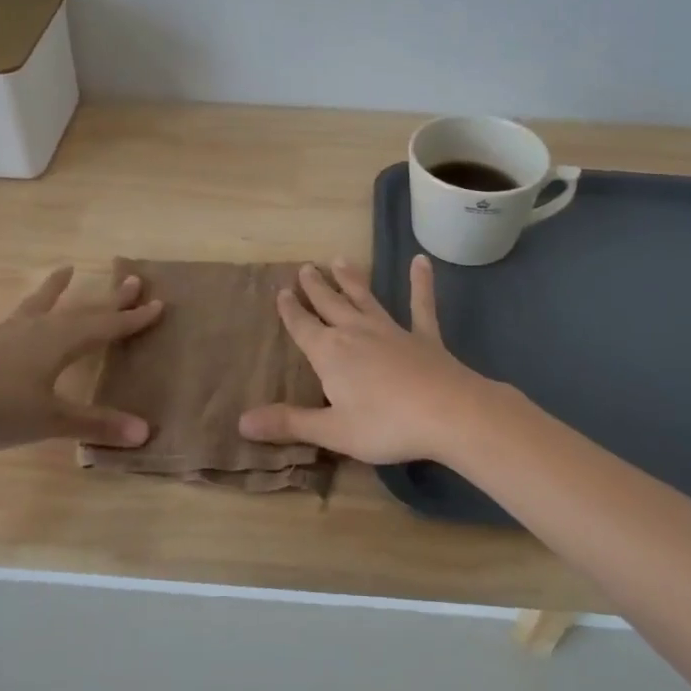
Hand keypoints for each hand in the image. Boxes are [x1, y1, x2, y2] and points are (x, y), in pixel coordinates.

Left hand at [0, 266, 164, 456]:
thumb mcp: (52, 420)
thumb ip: (97, 424)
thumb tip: (144, 432)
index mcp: (60, 343)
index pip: (106, 328)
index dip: (132, 319)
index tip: (157, 304)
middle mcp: (36, 330)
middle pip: (80, 311)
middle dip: (108, 300)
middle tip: (132, 281)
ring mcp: (3, 334)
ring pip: (35, 306)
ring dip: (53, 289)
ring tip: (65, 268)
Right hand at [238, 256, 512, 465]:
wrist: (448, 412)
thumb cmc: (385, 424)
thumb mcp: (332, 430)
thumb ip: (289, 423)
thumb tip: (242, 422)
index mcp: (330, 353)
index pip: (302, 327)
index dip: (290, 310)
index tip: (281, 291)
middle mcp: (356, 332)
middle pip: (330, 305)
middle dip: (316, 288)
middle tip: (305, 267)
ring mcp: (392, 330)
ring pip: (365, 298)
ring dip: (351, 280)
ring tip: (339, 260)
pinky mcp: (424, 337)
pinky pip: (421, 305)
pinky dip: (420, 283)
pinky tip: (421, 261)